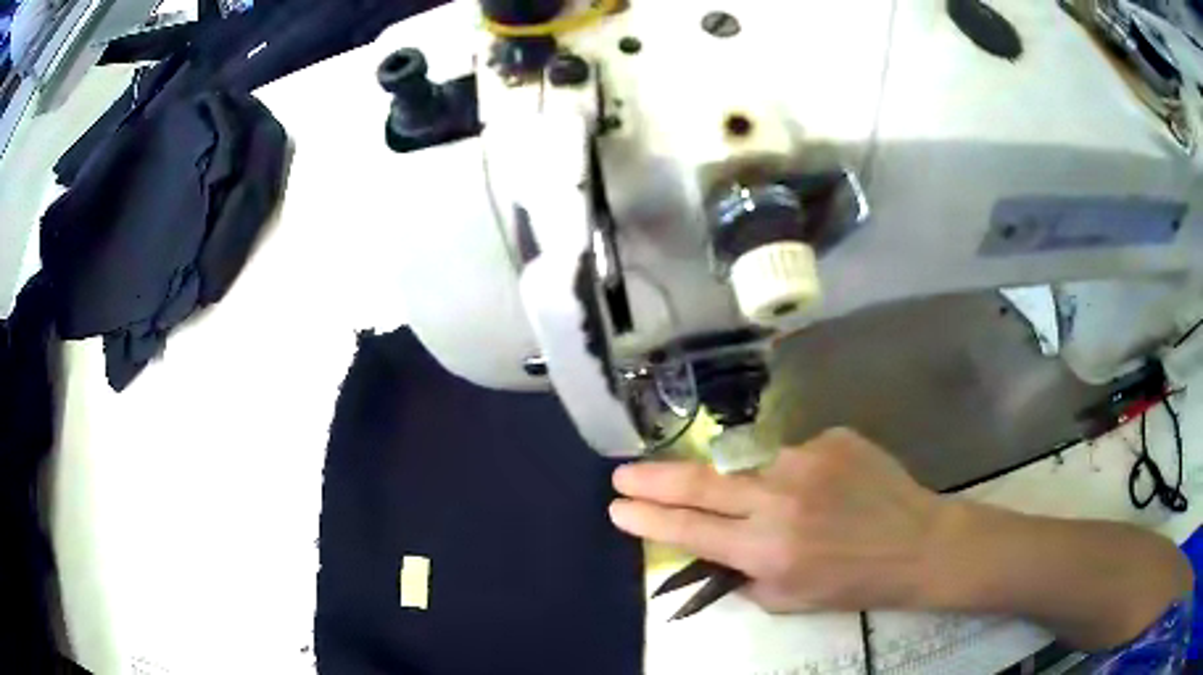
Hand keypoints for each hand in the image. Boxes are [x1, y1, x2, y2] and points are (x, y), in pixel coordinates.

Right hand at [610, 428, 944, 611]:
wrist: (918, 542)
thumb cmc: (853, 581)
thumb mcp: (790, 599)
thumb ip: (743, 576)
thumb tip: (712, 550)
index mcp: (766, 549)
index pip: (689, 530)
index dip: (647, 519)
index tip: (618, 508)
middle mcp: (778, 500)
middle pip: (699, 484)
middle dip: (652, 480)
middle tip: (621, 474)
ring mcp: (805, 460)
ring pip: (748, 466)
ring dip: (747, 484)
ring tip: (792, 507)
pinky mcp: (830, 437)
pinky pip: (793, 454)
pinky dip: (795, 474)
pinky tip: (827, 492)